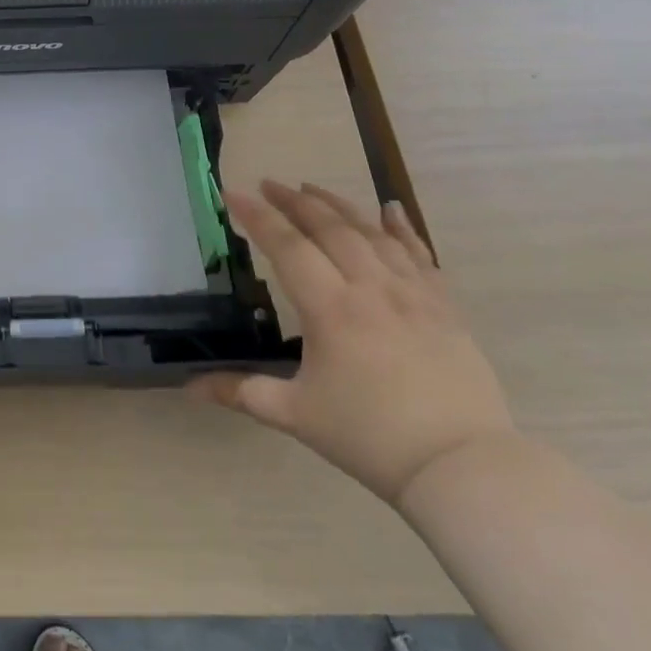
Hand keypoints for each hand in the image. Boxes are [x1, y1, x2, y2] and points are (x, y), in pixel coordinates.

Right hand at [189, 180, 513, 505]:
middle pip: (329, 229)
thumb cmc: (370, 437)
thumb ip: (240, 392)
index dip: (257, 217)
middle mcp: (371, 289)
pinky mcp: (443, 307)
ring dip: (338, 205)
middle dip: (294, 201)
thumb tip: (188, 388)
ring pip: (371, 233)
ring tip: (311, 187)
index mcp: (331, 310)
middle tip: (268, 184)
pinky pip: (420, 255)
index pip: (287, 247)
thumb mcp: (295, 415)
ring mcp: (413, 294)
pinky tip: (391, 208)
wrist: (462, 466)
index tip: (233, 193)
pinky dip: (402, 228)